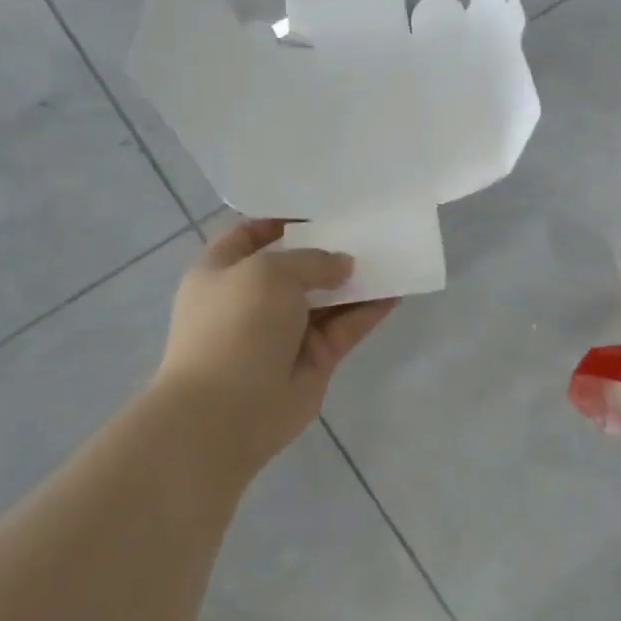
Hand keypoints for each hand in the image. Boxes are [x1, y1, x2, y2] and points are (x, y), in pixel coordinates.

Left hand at [155, 219, 396, 475]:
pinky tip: (398, 290)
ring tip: (391, 253)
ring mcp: (285, 331)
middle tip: (367, 227)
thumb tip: (343, 266)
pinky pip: (346, 326)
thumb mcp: (269, 272)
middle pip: (296, 266)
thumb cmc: (235, 326)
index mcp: (222, 272)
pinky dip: (370, 310)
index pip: (251, 235)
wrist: (225, 412)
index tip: (321, 207)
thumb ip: (312, 260)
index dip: (281, 219)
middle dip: (329, 248)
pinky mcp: (314, 358)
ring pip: (327, 298)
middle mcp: (253, 299)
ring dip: (356, 279)